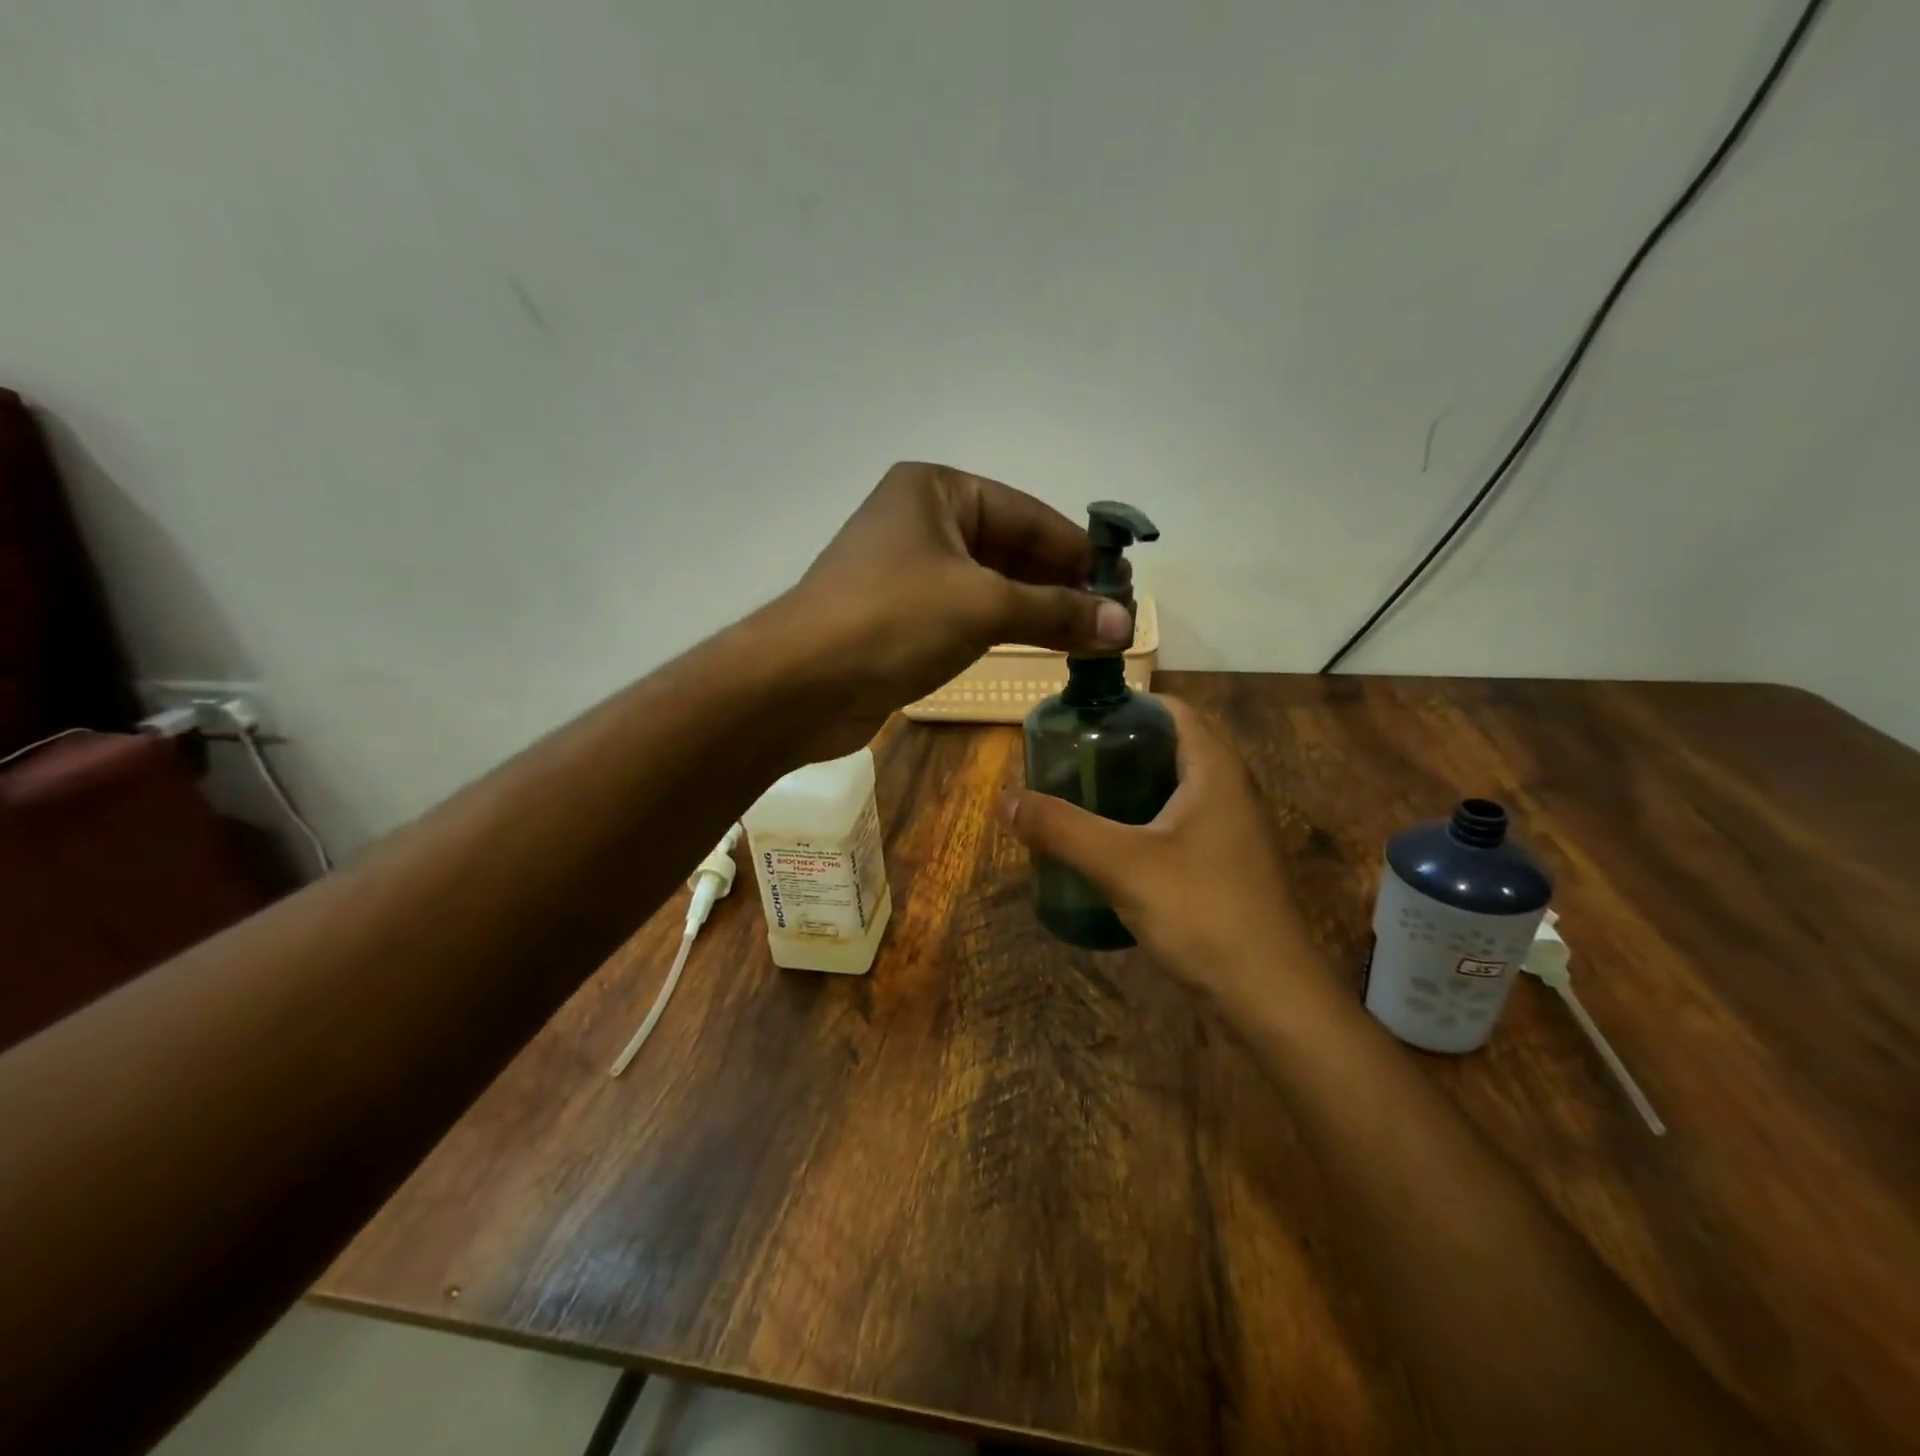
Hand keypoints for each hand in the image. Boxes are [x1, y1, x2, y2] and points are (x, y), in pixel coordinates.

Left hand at [780, 463, 1132, 755]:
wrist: (801, 685)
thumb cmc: (892, 620)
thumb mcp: (984, 606)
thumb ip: (1056, 612)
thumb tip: (1124, 625)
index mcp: (937, 491)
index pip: (1028, 514)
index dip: (1079, 551)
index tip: (1123, 585)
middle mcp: (921, 522)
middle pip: (1010, 548)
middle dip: (1060, 584)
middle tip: (1112, 617)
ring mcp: (908, 572)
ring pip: (990, 585)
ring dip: (1036, 610)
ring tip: (1089, 637)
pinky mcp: (901, 618)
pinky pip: (967, 614)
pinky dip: (1004, 628)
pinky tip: (1040, 646)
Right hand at [999, 697, 1325, 1010]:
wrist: (1271, 994)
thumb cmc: (1202, 912)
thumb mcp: (1121, 865)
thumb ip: (1062, 829)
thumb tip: (1006, 800)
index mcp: (1215, 771)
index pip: (1173, 710)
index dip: (1128, 705)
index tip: (1082, 719)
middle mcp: (1232, 791)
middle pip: (1174, 747)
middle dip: (1123, 747)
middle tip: (1072, 760)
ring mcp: (1235, 831)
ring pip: (1179, 789)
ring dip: (1135, 786)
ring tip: (1085, 798)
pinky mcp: (1231, 866)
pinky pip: (1184, 824)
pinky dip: (1149, 821)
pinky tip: (1117, 848)